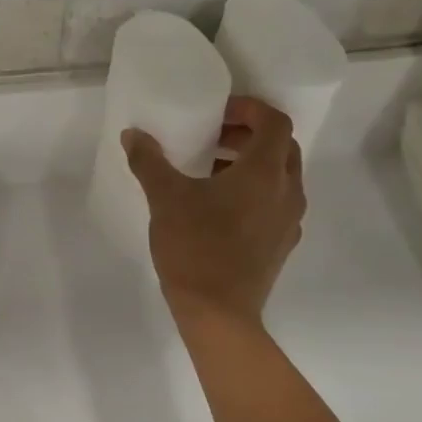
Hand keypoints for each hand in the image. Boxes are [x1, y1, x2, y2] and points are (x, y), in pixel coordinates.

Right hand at [124, 95, 306, 336]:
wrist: (218, 313)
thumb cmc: (195, 246)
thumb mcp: (165, 197)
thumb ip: (149, 161)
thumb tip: (133, 135)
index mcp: (265, 173)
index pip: (275, 122)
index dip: (250, 108)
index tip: (217, 111)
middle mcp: (287, 192)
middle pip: (282, 147)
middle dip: (249, 133)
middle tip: (212, 134)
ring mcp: (289, 220)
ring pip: (280, 176)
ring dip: (250, 162)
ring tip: (209, 167)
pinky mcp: (281, 243)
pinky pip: (274, 201)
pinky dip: (252, 189)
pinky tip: (216, 204)